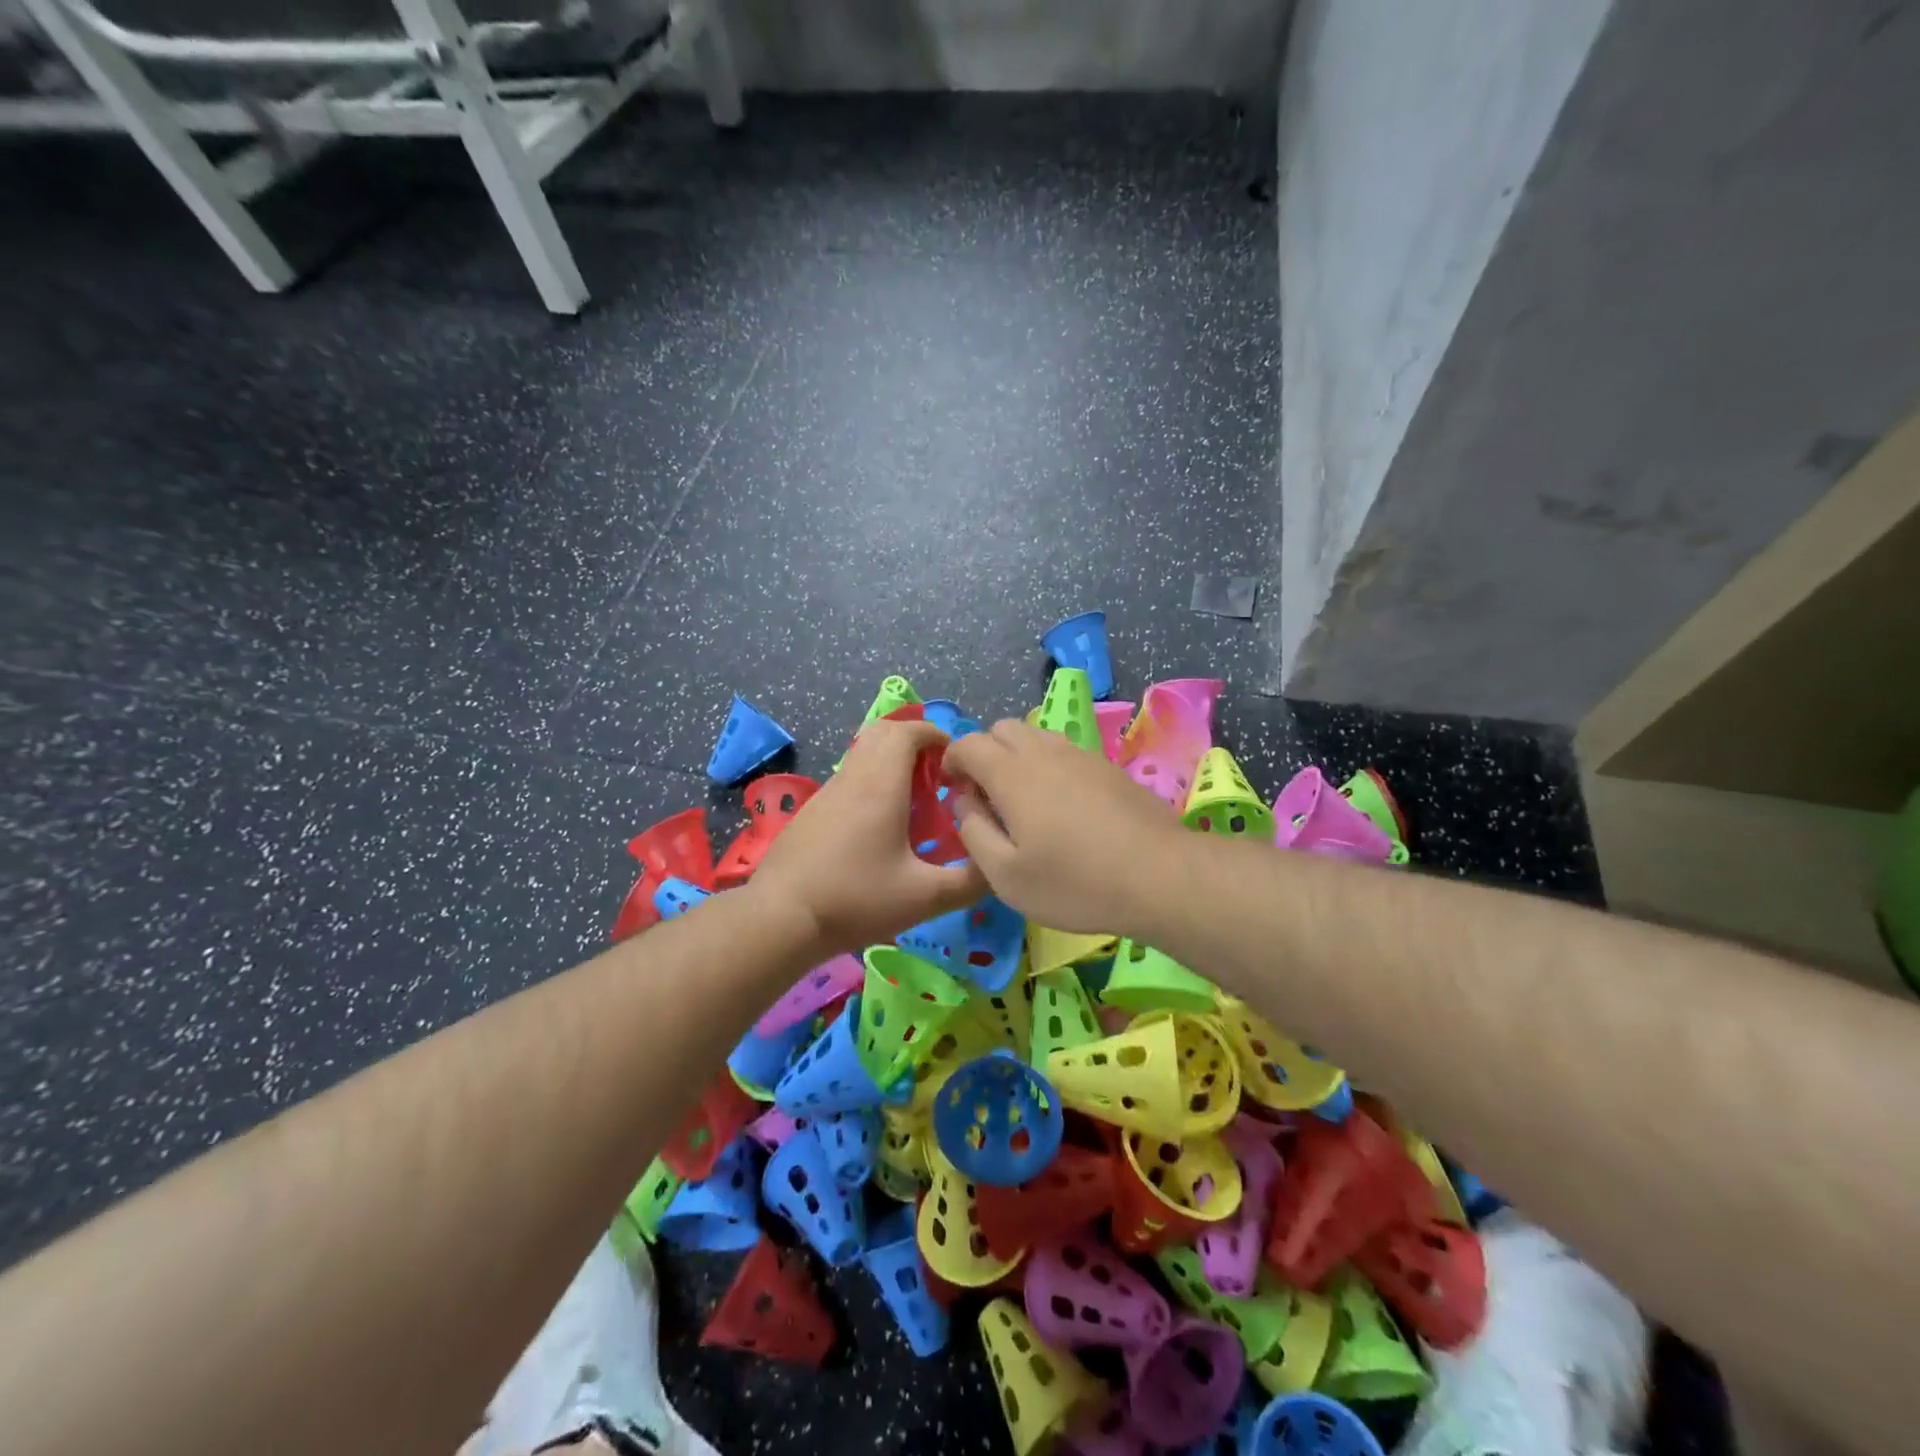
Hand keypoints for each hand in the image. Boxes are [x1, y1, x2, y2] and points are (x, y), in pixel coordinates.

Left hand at [750, 718, 986, 955]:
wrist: (781, 918)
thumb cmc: (857, 899)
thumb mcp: (924, 897)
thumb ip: (969, 882)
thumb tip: (998, 869)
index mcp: (881, 784)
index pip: (908, 732)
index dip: (936, 735)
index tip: (956, 761)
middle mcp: (853, 778)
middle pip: (882, 733)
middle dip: (914, 742)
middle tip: (937, 775)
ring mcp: (826, 793)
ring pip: (862, 755)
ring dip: (891, 763)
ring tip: (914, 801)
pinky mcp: (811, 812)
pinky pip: (848, 779)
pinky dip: (870, 783)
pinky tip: (879, 827)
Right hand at [943, 718, 1189, 934]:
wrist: (1159, 876)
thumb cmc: (1074, 882)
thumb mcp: (1005, 875)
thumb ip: (973, 831)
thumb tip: (964, 801)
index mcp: (1011, 773)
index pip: (968, 743)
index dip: (952, 760)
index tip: (953, 787)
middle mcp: (1043, 751)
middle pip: (1002, 728)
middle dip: (984, 752)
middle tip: (986, 794)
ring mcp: (1080, 755)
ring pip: (1036, 735)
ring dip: (1018, 755)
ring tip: (1023, 798)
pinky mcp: (1107, 767)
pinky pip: (1065, 750)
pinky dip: (1048, 764)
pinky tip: (1061, 804)